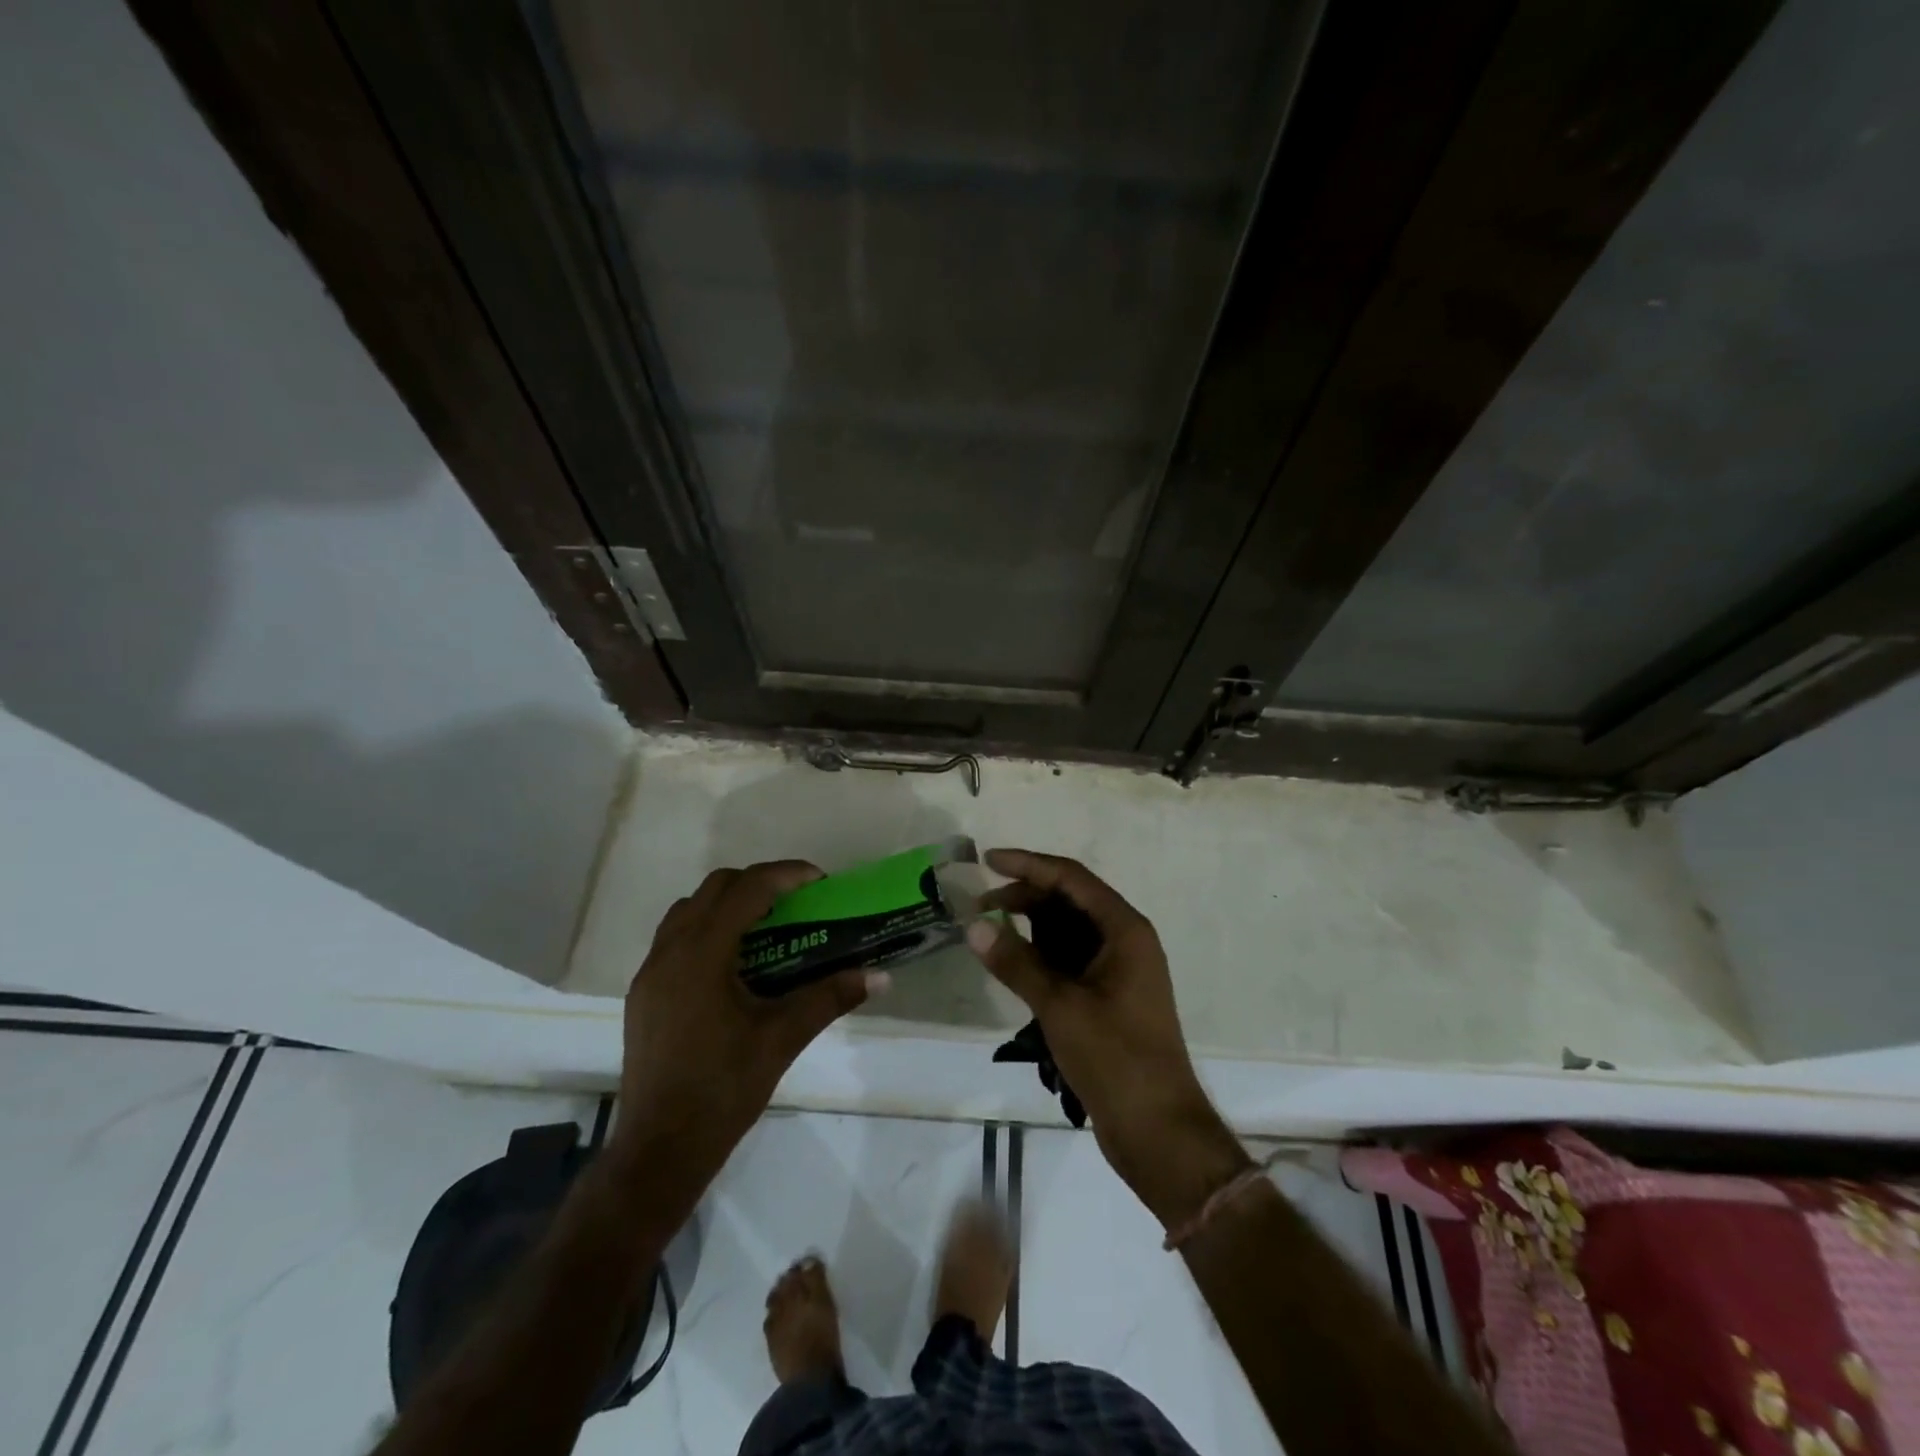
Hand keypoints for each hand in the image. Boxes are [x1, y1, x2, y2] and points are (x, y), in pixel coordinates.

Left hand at [611, 861, 881, 1190]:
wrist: (659, 1149)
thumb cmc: (724, 1088)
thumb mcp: (783, 1038)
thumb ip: (830, 997)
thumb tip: (880, 977)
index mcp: (703, 954)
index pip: (748, 889)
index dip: (787, 874)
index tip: (820, 882)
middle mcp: (670, 951)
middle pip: (715, 888)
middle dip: (759, 883)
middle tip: (797, 903)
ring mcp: (650, 972)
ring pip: (690, 910)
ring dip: (729, 904)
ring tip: (766, 928)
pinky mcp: (643, 993)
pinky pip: (675, 938)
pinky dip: (707, 930)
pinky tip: (733, 965)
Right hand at [966, 849, 1249, 1228]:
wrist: (1158, 1131)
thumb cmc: (1116, 1059)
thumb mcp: (1060, 1006)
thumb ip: (1016, 962)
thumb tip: (974, 926)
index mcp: (1125, 930)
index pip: (1072, 878)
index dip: (1029, 864)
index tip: (987, 860)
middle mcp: (1125, 941)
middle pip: (1070, 901)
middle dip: (1025, 896)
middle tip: (978, 906)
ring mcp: (1118, 970)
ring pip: (1068, 931)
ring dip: (1030, 926)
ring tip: (988, 932)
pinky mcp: (1108, 996)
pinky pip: (1070, 959)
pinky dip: (1040, 954)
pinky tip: (1012, 962)